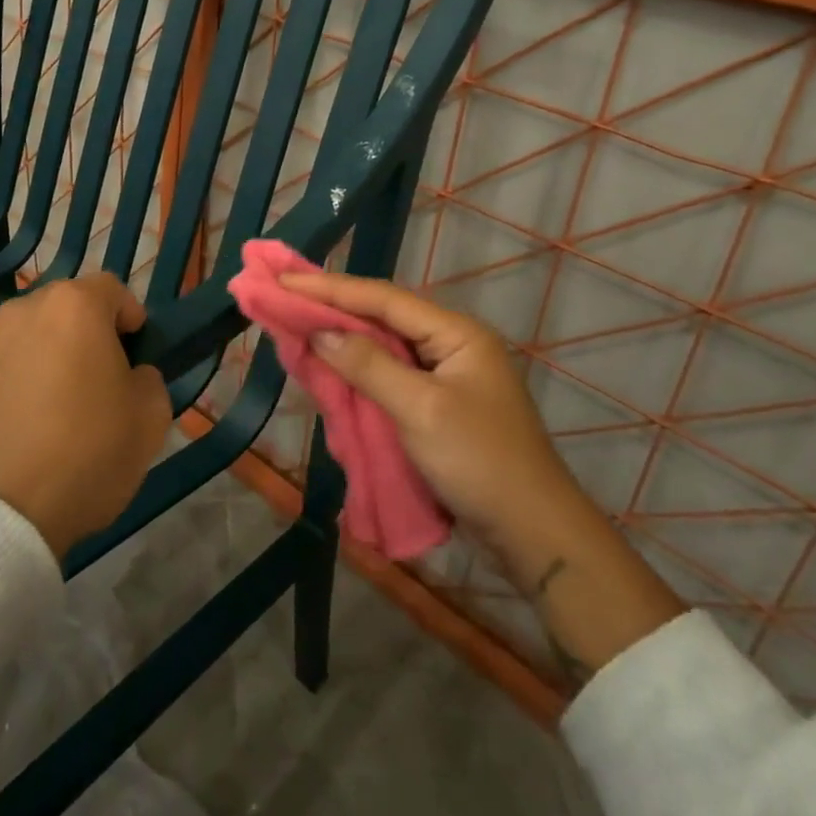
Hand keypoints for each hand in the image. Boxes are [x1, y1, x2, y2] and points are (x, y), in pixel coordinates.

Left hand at [0, 273, 170, 558]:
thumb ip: (149, 380)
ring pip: (27, 341)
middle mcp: (21, 314)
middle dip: (84, 335)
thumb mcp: (150, 419)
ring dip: (45, 360)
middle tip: (98, 380)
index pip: (111, 288)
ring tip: (54, 413)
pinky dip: (12, 390)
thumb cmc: (86, 453)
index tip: (136, 350)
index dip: (129, 315)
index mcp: (72, 308)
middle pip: (63, 310)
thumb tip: (131, 376)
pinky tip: (20, 435)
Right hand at [279, 270, 685, 682]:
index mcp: (456, 333)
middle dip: (331, 306)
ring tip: (295, 322)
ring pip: (382, 345)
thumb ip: (368, 365)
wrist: (533, 535)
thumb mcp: (420, 410)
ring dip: (341, 336)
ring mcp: (445, 376)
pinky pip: (388, 374)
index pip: (382, 298)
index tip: (283, 279)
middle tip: (282, 294)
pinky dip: (356, 369)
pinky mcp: (436, 405)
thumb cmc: (479, 462)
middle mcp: (450, 344)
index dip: (330, 288)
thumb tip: (320, 332)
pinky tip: (328, 364)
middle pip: (381, 315)